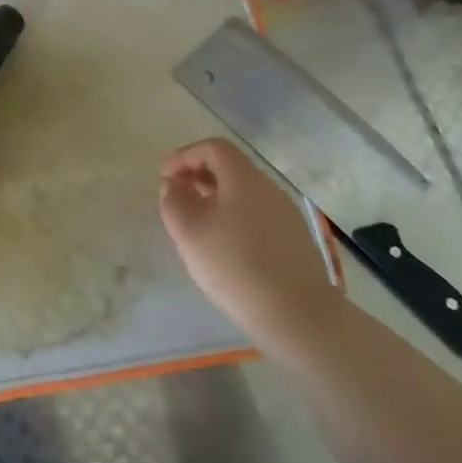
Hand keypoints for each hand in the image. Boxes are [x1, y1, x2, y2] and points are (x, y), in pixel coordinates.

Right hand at [159, 139, 341, 349]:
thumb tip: (174, 185)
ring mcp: (285, 215)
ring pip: (243, 193)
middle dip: (197, 175)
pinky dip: (232, 217)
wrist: (297, 315)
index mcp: (244, 179)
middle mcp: (269, 189)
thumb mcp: (189, 231)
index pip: (213, 147)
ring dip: (214, 197)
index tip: (164, 177)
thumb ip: (174, 201)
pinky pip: (255, 214)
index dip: (184, 156)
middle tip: (175, 197)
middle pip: (230, 168)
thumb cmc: (235, 266)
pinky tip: (223, 245)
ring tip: (195, 223)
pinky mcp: (293, 240)